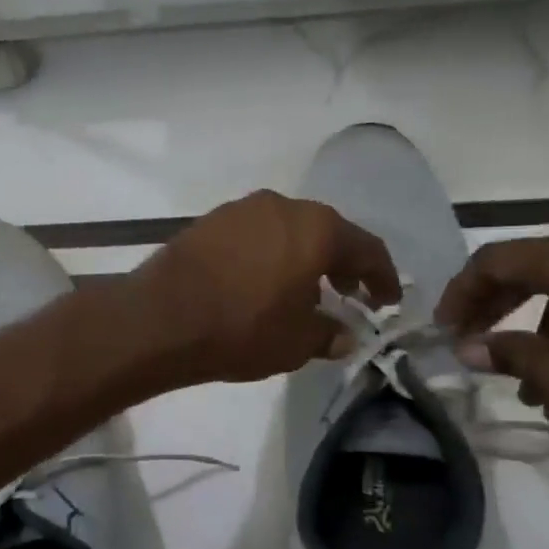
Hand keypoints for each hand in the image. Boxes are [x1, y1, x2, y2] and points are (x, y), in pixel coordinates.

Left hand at [130, 191, 400, 384]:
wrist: (160, 319)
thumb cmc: (242, 329)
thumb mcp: (296, 343)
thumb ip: (329, 334)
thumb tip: (344, 336)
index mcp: (316, 229)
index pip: (366, 248)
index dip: (383, 277)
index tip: (388, 301)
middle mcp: (282, 206)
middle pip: (326, 232)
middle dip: (342, 264)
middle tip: (348, 294)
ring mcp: (241, 209)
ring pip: (288, 230)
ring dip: (303, 257)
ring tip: (303, 291)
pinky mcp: (209, 221)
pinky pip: (255, 235)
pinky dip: (270, 255)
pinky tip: (262, 283)